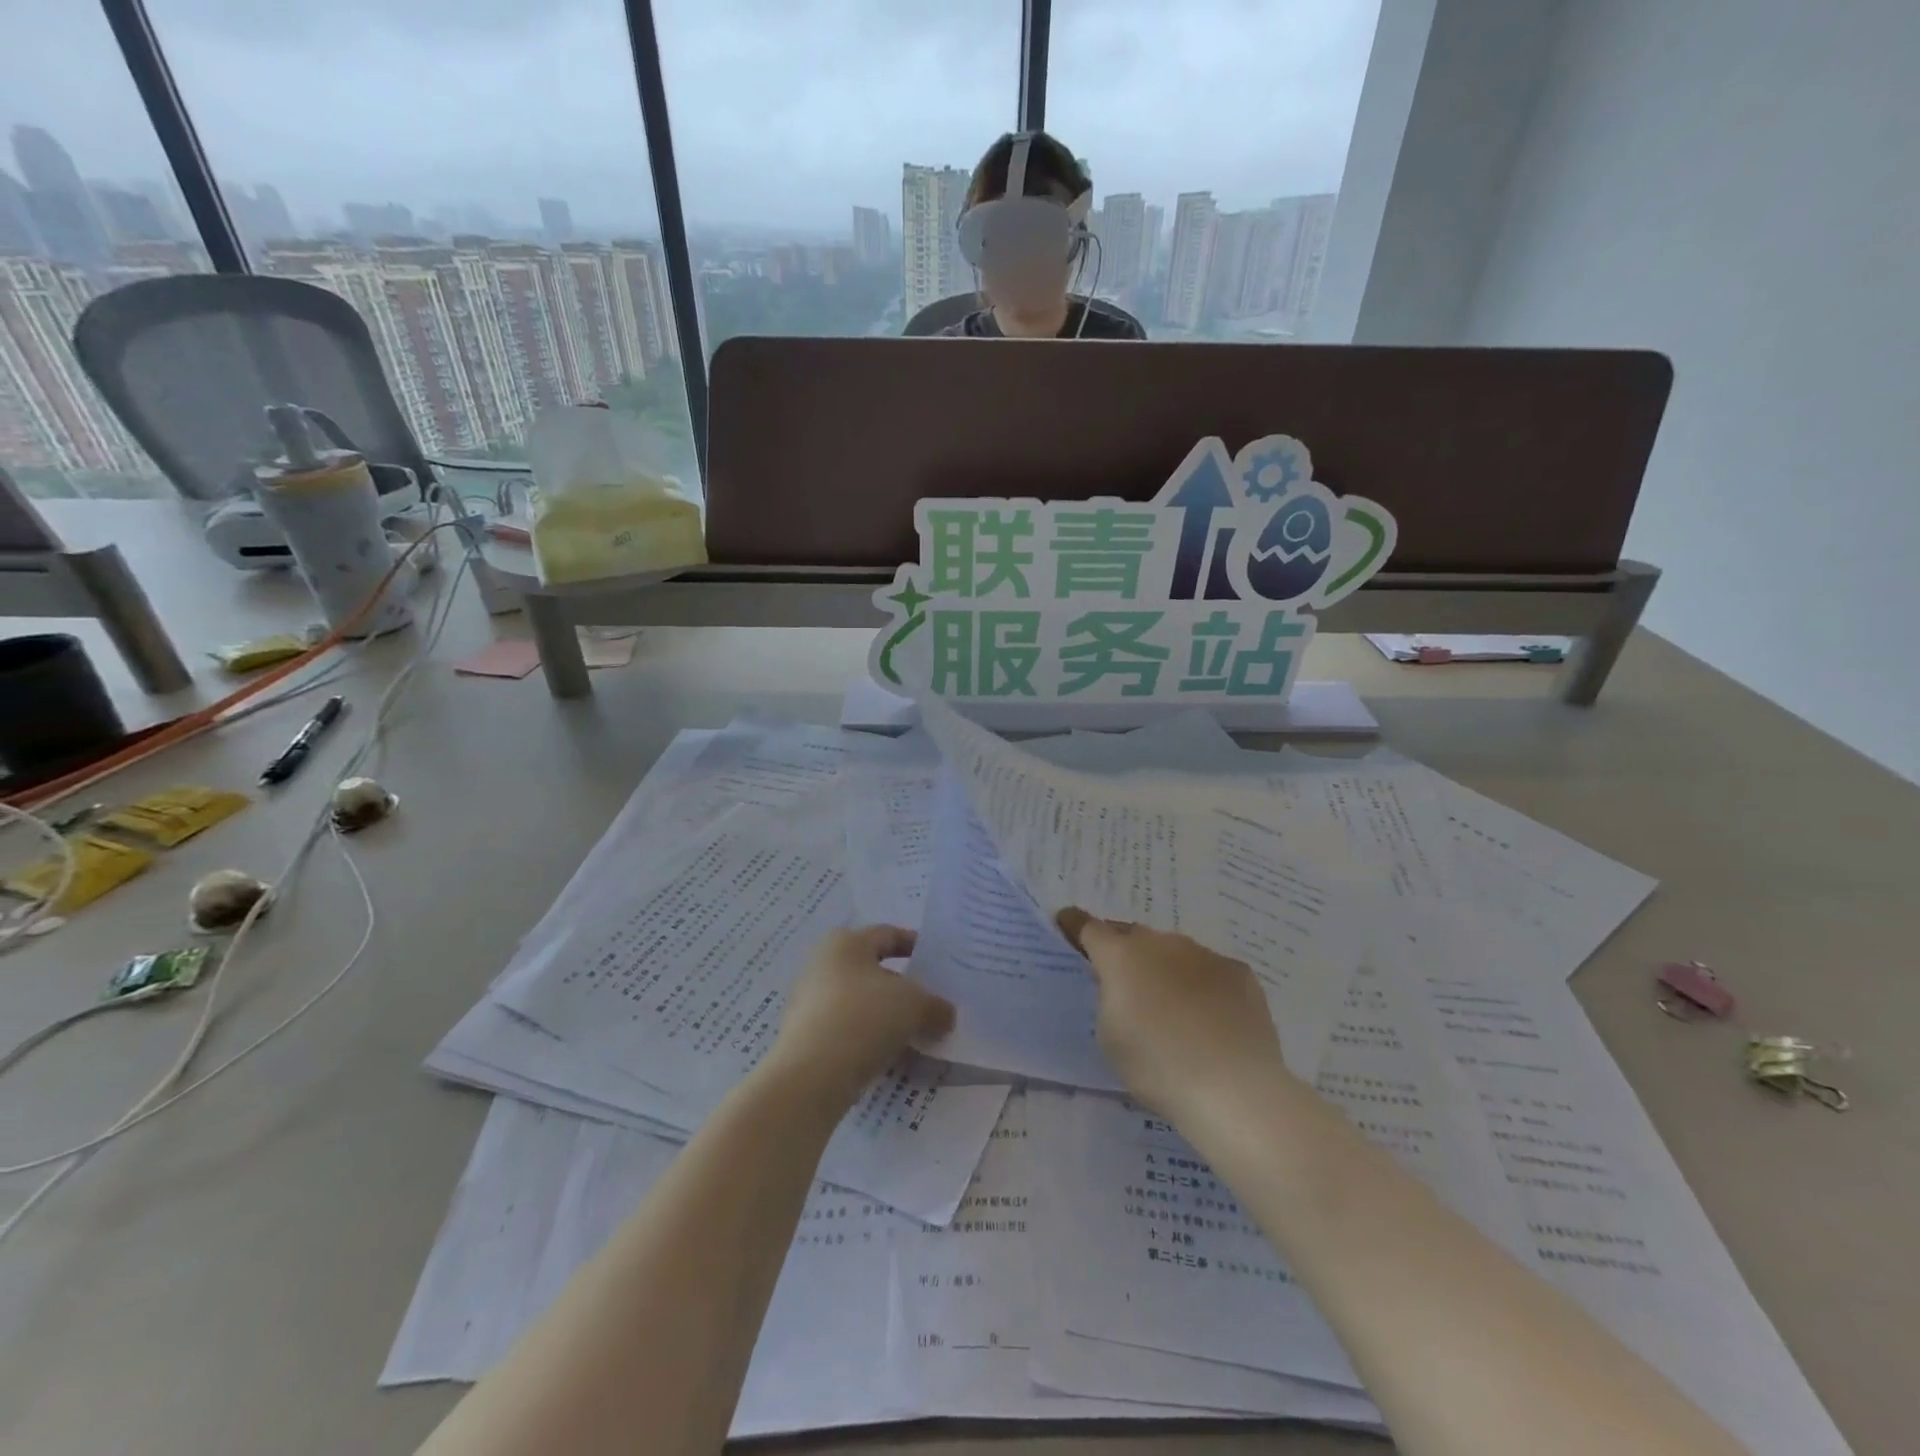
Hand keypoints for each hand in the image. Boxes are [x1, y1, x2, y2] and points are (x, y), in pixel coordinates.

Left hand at [767, 926, 955, 1106]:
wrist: (811, 1076)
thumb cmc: (864, 1018)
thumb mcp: (915, 1005)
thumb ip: (936, 1006)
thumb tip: (944, 1015)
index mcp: (846, 943)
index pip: (887, 934)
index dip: (915, 944)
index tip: (937, 962)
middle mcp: (822, 965)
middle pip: (873, 971)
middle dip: (904, 989)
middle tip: (931, 1005)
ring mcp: (809, 1003)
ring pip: (861, 1004)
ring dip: (888, 1018)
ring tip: (917, 1038)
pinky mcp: (805, 1038)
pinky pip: (847, 1032)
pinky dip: (870, 1041)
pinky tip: (891, 1060)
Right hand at [1057, 909, 1293, 1119]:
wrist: (1233, 1088)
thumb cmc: (1157, 1065)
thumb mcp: (1109, 1036)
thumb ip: (1109, 1000)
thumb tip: (1123, 988)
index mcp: (1121, 956)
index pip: (1089, 928)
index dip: (1075, 926)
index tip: (1067, 923)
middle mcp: (1161, 943)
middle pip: (1134, 937)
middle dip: (1125, 952)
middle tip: (1124, 981)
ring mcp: (1204, 954)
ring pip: (1174, 953)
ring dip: (1166, 969)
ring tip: (1173, 1008)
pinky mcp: (1239, 972)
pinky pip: (1210, 972)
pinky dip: (1203, 986)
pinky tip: (1211, 1019)